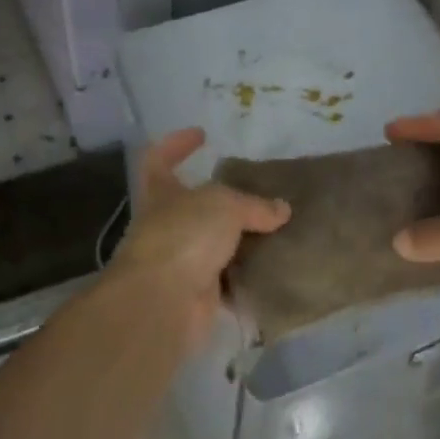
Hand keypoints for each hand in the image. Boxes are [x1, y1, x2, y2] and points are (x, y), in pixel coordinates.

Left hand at [107, 127, 290, 349]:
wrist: (163, 303)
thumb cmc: (184, 236)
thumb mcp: (225, 205)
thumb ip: (254, 204)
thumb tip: (281, 209)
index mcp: (161, 193)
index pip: (158, 159)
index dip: (176, 144)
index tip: (201, 135)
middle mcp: (166, 225)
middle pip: (192, 204)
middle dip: (223, 198)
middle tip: (258, 190)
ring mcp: (179, 261)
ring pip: (213, 242)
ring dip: (240, 238)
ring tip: (277, 227)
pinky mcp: (197, 293)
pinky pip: (228, 278)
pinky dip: (248, 274)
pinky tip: (276, 264)